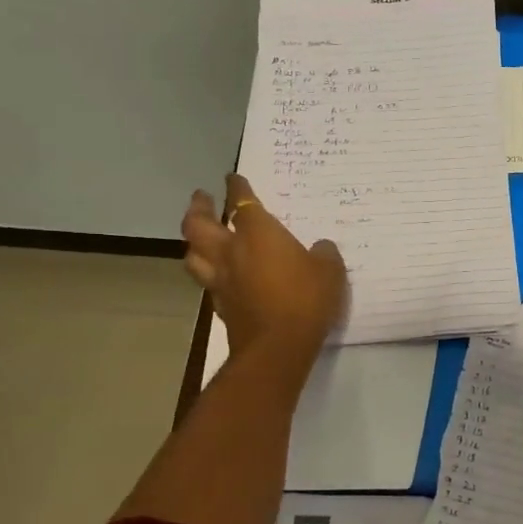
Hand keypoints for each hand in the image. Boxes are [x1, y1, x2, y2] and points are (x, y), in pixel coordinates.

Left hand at [181, 174, 347, 372]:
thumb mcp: (329, 271)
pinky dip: (208, 270)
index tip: (233, 177)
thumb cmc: (305, 299)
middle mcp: (231, 251)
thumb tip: (319, 247)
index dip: (237, 187)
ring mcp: (220, 280)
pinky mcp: (220, 305)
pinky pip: (206, 280)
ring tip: (201, 235)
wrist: (277, 346)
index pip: (242, 202)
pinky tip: (218, 273)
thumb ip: (323, 254)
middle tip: (203, 198)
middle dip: (199, 207)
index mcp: (258, 234)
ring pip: (192, 254)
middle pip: (199, 224)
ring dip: (194, 241)